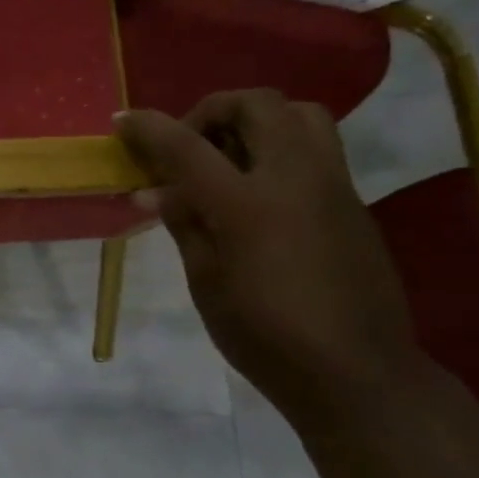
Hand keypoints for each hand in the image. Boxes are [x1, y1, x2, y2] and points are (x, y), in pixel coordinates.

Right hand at [117, 91, 423, 422]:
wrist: (355, 372)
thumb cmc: (265, 335)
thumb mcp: (206, 282)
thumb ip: (184, 224)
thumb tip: (155, 190)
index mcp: (247, 204)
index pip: (187, 146)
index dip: (150, 128)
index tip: (122, 121)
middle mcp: (294, 178)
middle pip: (256, 105)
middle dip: (211, 110)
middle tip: (187, 145)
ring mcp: (332, 185)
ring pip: (299, 113)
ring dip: (255, 119)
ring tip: (227, 157)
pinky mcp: (352, 201)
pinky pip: (316, 147)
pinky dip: (278, 146)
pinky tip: (257, 191)